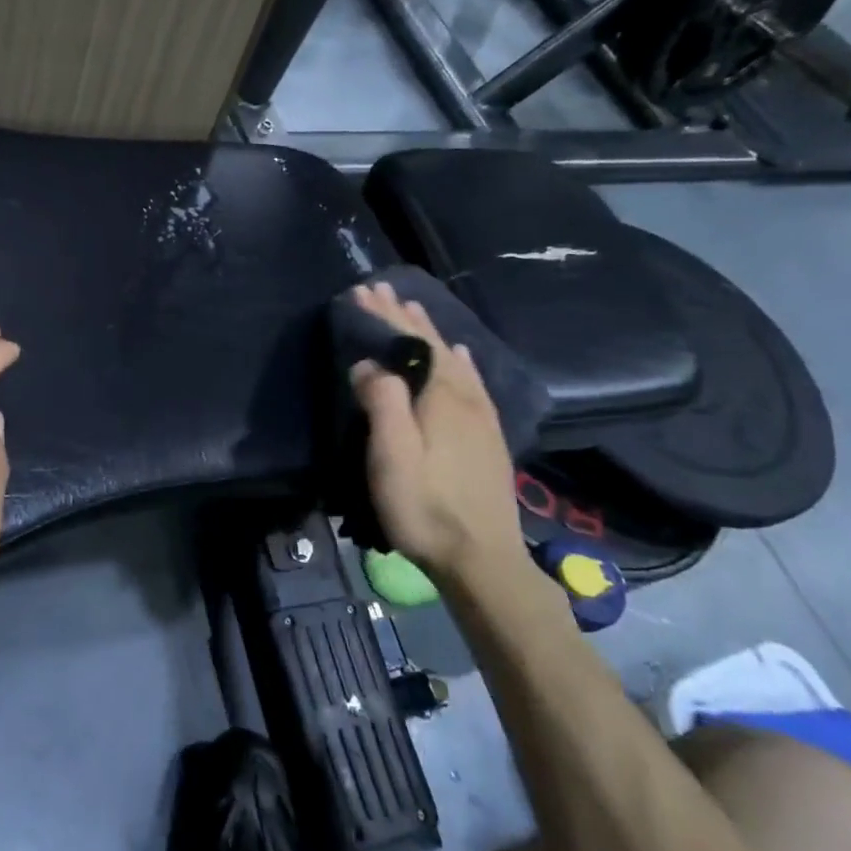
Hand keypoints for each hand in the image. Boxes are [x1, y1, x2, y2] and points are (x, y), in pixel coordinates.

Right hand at [349, 282, 524, 584]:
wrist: (483, 559)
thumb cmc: (426, 508)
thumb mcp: (392, 457)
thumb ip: (382, 403)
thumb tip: (368, 364)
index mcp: (441, 397)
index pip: (411, 343)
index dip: (385, 316)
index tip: (362, 291)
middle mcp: (465, 398)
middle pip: (433, 345)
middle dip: (405, 317)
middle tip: (381, 291)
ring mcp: (481, 417)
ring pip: (453, 359)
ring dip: (431, 332)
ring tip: (415, 310)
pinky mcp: (488, 436)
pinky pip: (473, 380)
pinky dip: (460, 359)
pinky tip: (460, 355)